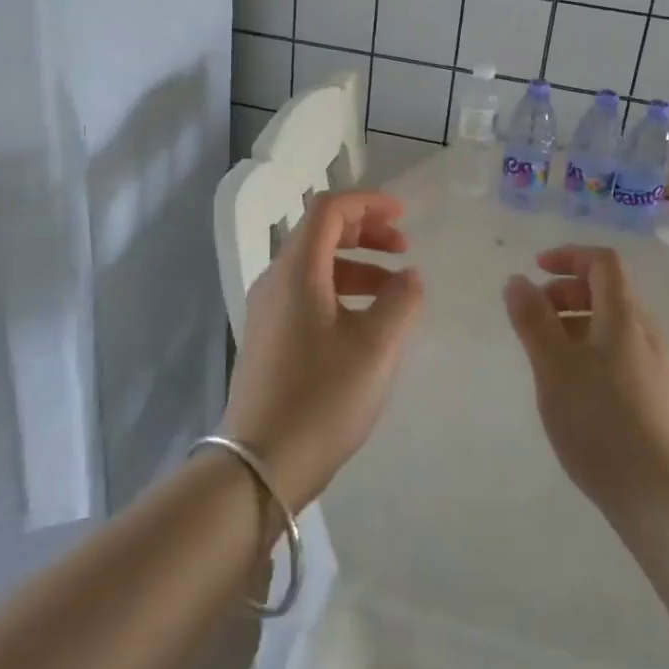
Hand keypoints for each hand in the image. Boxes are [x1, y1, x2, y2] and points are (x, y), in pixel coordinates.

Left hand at [221, 191, 423, 512]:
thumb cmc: (322, 397)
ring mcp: (268, 311)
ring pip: (315, 266)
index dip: (368, 203)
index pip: (329, 209)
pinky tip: (366, 322)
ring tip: (395, 290)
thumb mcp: (376, 346)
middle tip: (404, 248)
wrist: (259, 465)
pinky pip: (307, 294)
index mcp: (297, 270)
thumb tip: (409, 276)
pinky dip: (341, 291)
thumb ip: (401, 300)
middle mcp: (276, 280)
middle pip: (320, 233)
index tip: (404, 215)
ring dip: (357, 265)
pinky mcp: (269, 338)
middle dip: (365, 232)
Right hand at [504, 246, 668, 526]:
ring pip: (614, 327)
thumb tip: (517, 280)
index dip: (569, 256)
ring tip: (547, 356)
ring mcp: (660, 370)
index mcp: (625, 319)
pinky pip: (622, 356)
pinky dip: (592, 351)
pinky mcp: (661, 402)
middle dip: (567, 293)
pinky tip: (575, 390)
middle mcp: (648, 336)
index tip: (535, 270)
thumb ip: (533, 320)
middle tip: (533, 316)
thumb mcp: (554, 368)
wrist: (665, 503)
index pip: (603, 263)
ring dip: (577, 324)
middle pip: (609, 293)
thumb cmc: (602, 426)